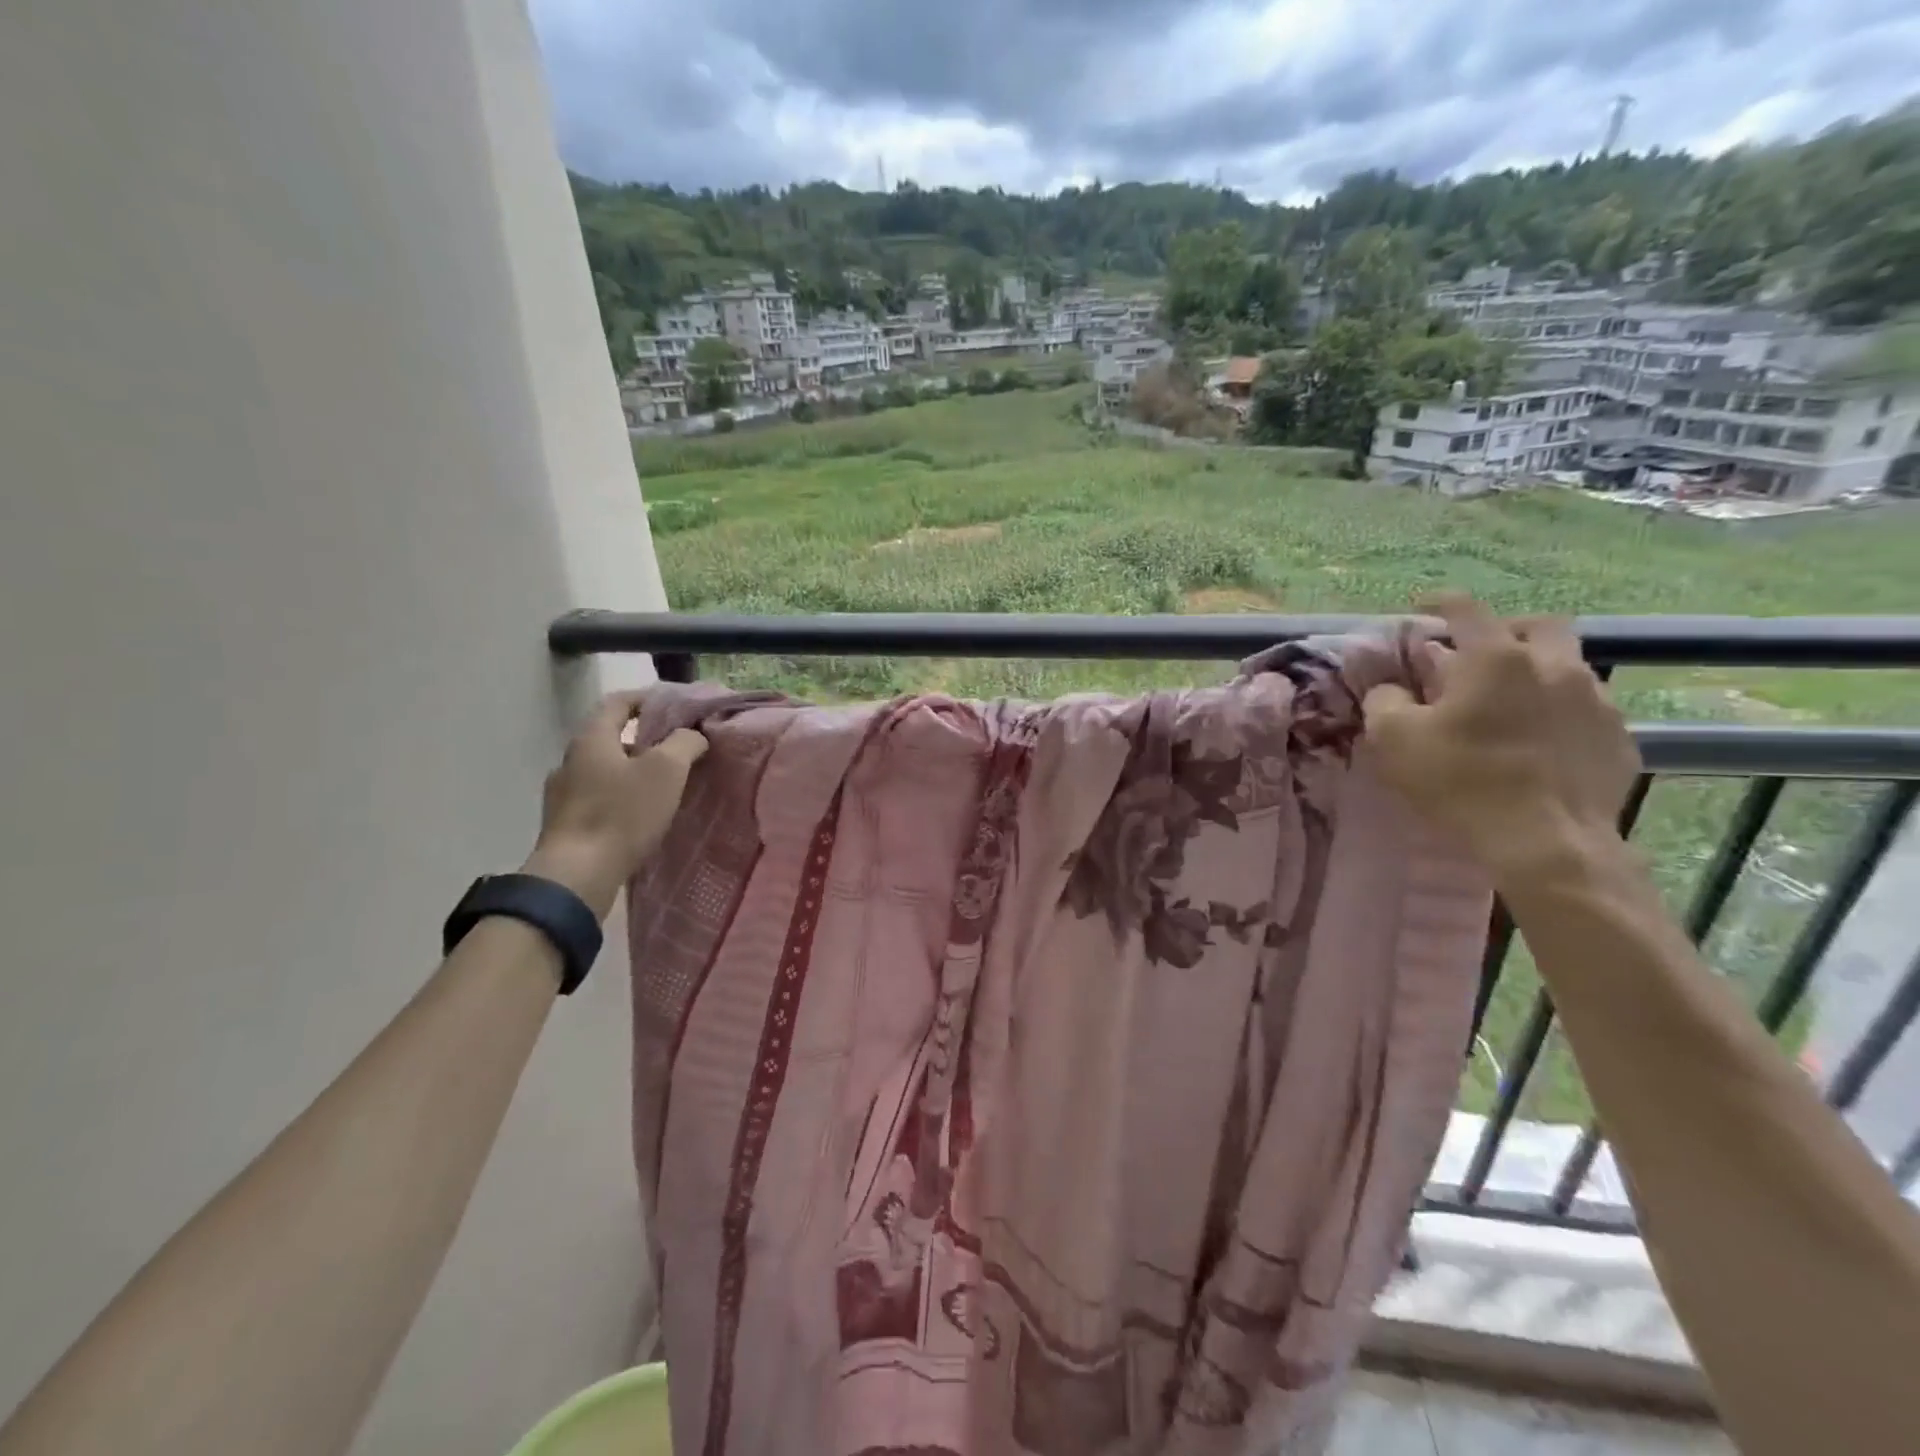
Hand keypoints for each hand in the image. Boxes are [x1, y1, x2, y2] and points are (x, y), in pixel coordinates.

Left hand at [520, 694, 707, 919]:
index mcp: (591, 738)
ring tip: (664, 788)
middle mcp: (570, 760)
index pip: (618, 702)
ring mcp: (562, 794)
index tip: (675, 705)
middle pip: (611, 737)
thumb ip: (684, 743)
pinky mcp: (565, 825)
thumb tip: (692, 735)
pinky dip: (621, 798)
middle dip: (645, 740)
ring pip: (604, 770)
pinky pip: (598, 799)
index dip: (647, 698)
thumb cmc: (623, 813)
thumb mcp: (666, 770)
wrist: (577, 875)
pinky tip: (641, 817)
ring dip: (633, 772)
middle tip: (677, 750)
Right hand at [1361, 596, 1640, 886]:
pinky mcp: (1619, 739)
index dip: (1440, 602)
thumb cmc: (1460, 781)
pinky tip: (1539, 743)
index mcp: (1496, 658)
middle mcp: (1554, 666)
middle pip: (1538, 625)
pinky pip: (1587, 710)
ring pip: (1568, 667)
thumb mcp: (1393, 739)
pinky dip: (1560, 713)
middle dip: (1506, 631)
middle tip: (1478, 656)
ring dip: (1536, 673)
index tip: (1423, 607)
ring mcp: (1596, 701)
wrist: (1546, 844)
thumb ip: (1384, 700)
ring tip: (1509, 704)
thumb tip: (1390, 688)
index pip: (1466, 609)